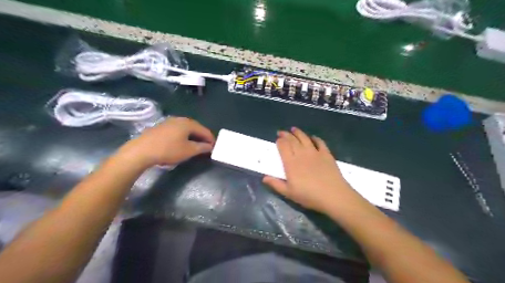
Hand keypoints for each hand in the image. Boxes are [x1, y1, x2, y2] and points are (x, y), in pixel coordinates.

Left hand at [119, 116, 214, 167]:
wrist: (141, 151)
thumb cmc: (168, 150)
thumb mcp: (188, 151)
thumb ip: (202, 148)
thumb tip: (210, 146)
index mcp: (188, 123)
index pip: (204, 130)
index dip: (210, 139)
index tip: (214, 147)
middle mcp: (179, 119)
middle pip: (195, 127)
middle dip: (202, 136)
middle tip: (206, 145)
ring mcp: (169, 122)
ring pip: (186, 128)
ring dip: (192, 136)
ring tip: (195, 145)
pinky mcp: (161, 127)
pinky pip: (177, 130)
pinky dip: (183, 135)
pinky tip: (181, 142)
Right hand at [262, 127, 355, 212]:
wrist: (333, 195)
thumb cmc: (309, 196)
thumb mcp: (289, 193)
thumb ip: (276, 184)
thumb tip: (264, 177)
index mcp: (291, 163)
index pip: (283, 147)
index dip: (279, 141)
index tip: (277, 139)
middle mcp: (301, 154)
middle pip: (292, 140)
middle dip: (286, 135)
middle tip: (282, 132)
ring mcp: (315, 152)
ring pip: (304, 138)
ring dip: (298, 132)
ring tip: (294, 129)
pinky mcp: (326, 154)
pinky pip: (319, 142)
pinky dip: (315, 138)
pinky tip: (312, 137)